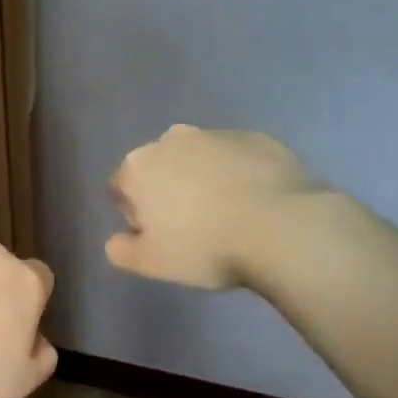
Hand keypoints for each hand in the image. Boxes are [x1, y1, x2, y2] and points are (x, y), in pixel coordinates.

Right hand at [106, 125, 322, 288]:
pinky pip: (236, 158)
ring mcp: (217, 134)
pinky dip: (237, 175)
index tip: (157, 236)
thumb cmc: (204, 247)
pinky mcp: (257, 137)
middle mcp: (172, 140)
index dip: (134, 215)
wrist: (281, 228)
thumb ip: (121, 251)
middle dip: (167, 190)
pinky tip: (254, 203)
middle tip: (190, 227)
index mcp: (138, 166)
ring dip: (203, 180)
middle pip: (159, 167)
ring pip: (198, 159)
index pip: (120, 188)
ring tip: (226, 215)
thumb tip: (116, 240)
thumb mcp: (151, 263)